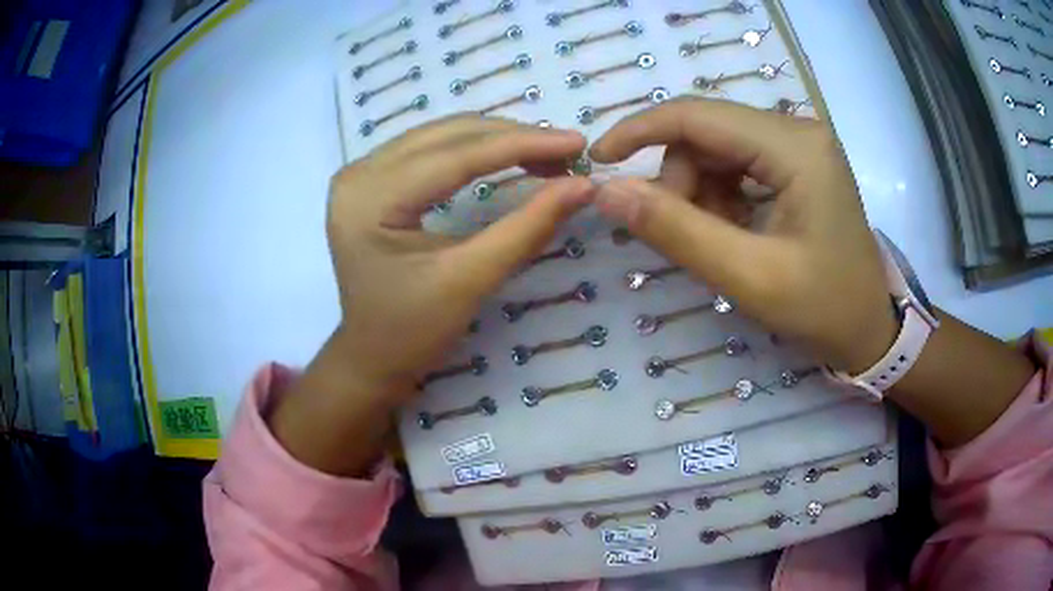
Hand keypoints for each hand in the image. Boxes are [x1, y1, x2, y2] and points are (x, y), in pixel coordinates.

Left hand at [328, 115, 593, 399]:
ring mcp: (361, 172)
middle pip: (447, 135)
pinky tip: (506, 155)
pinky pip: (430, 148)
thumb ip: (527, 228)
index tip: (575, 142)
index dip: (521, 144)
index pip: (456, 156)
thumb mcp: (470, 281)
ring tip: (545, 155)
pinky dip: (475, 148)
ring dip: (497, 139)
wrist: (371, 356)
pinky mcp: (371, 179)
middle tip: (567, 152)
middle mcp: (358, 173)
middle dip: (513, 138)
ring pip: (441, 135)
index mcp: (369, 199)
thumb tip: (584, 186)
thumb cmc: (412, 331)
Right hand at [589, 99, 894, 372]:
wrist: (869, 329)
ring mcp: (798, 145)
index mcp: (794, 147)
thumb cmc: (823, 308)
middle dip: (681, 181)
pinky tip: (736, 232)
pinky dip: (721, 198)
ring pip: (716, 150)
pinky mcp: (796, 163)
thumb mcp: (749, 277)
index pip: (698, 116)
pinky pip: (736, 165)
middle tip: (687, 235)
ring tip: (722, 243)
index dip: (640, 131)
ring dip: (701, 194)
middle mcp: (796, 130)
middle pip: (706, 133)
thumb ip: (677, 231)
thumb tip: (607, 192)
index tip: (599, 161)